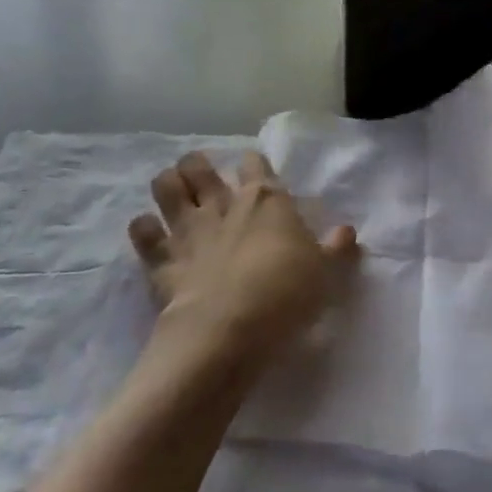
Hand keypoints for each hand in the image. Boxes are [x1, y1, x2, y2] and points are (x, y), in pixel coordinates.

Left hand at [128, 151, 359, 370]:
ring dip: (168, 184)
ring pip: (166, 187)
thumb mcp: (325, 273)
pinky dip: (144, 228)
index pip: (255, 165)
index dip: (252, 163)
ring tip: (172, 191)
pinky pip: (143, 232)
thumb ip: (335, 250)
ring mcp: (188, 230)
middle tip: (202, 176)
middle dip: (197, 165)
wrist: (231, 328)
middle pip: (199, 167)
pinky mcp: (162, 259)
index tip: (253, 167)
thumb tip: (347, 231)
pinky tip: (148, 231)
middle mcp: (222, 205)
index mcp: (266, 201)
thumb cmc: (287, 294)